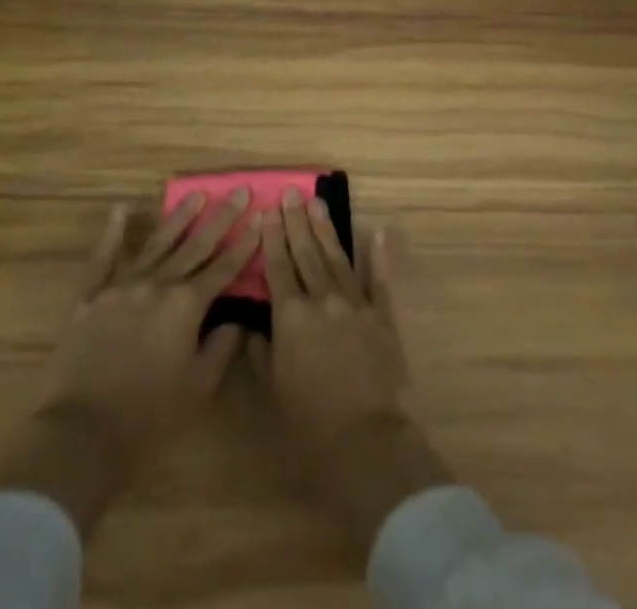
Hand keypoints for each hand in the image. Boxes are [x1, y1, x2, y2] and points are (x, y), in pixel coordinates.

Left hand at [18, 191, 258, 534]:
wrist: (80, 434)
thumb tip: (235, 320)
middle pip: (195, 245)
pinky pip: (103, 259)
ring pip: (157, 243)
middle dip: (221, 218)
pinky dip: (112, 233)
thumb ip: (221, 348)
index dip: (245, 243)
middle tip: (239, 190)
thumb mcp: (198, 388)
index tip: (260, 217)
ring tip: (196, 194)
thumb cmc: (147, 417)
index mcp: (186, 305)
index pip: (223, 267)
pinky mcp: (90, 297)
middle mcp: (158, 284)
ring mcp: (122, 286)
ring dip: (179, 217)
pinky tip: (122, 210)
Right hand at [252, 191, 452, 553]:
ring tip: (318, 203)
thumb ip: (263, 353)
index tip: (267, 210)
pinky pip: (380, 280)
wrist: (367, 442)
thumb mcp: (275, 392)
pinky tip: (378, 232)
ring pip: (338, 258)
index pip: (278, 268)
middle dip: (296, 222)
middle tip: (291, 193)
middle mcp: (322, 301)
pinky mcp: (383, 316)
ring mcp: (355, 304)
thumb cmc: (311, 426)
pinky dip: (379, 255)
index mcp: (291, 318)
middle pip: (306, 254)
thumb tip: (253, 325)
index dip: (272, 238)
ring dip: (327, 230)